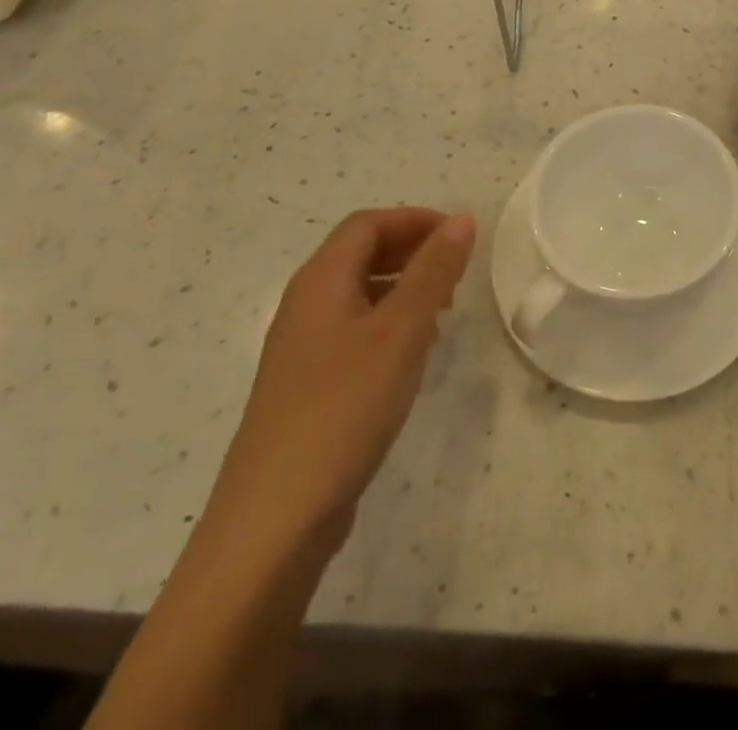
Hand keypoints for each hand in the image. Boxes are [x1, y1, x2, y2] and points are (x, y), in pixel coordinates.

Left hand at [206, 208, 475, 557]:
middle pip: (359, 254)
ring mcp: (302, 349)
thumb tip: (462, 218)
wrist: (275, 519)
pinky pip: (353, 333)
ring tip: (444, 311)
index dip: (414, 220)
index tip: (460, 236)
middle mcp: (305, 305)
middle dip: (411, 251)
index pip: (367, 224)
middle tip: (457, 270)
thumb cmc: (344, 407)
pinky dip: (388, 326)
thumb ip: (433, 271)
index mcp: (320, 281)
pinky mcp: (307, 387)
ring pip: (358, 295)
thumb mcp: (401, 331)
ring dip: (402, 288)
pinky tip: (412, 356)